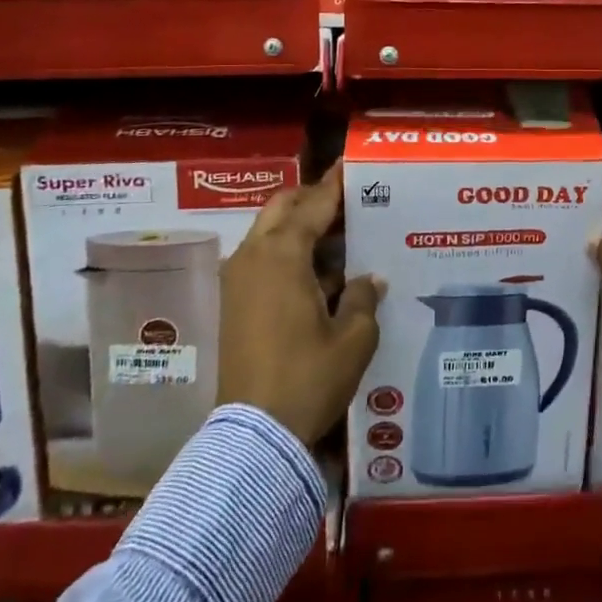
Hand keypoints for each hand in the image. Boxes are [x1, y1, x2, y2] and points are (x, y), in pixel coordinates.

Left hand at [219, 162, 385, 446]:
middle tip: (346, 204)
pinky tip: (318, 274)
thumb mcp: (354, 338)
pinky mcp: (233, 303)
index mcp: (283, 255)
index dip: (335, 185)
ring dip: (299, 227)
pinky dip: (287, 252)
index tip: (350, 166)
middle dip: (311, 199)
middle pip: (282, 208)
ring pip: (268, 232)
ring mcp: (238, 280)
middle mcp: (254, 256)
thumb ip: (363, 297)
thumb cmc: (309, 378)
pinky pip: (262, 259)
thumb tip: (368, 279)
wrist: (254, 435)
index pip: (313, 204)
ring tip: (339, 239)